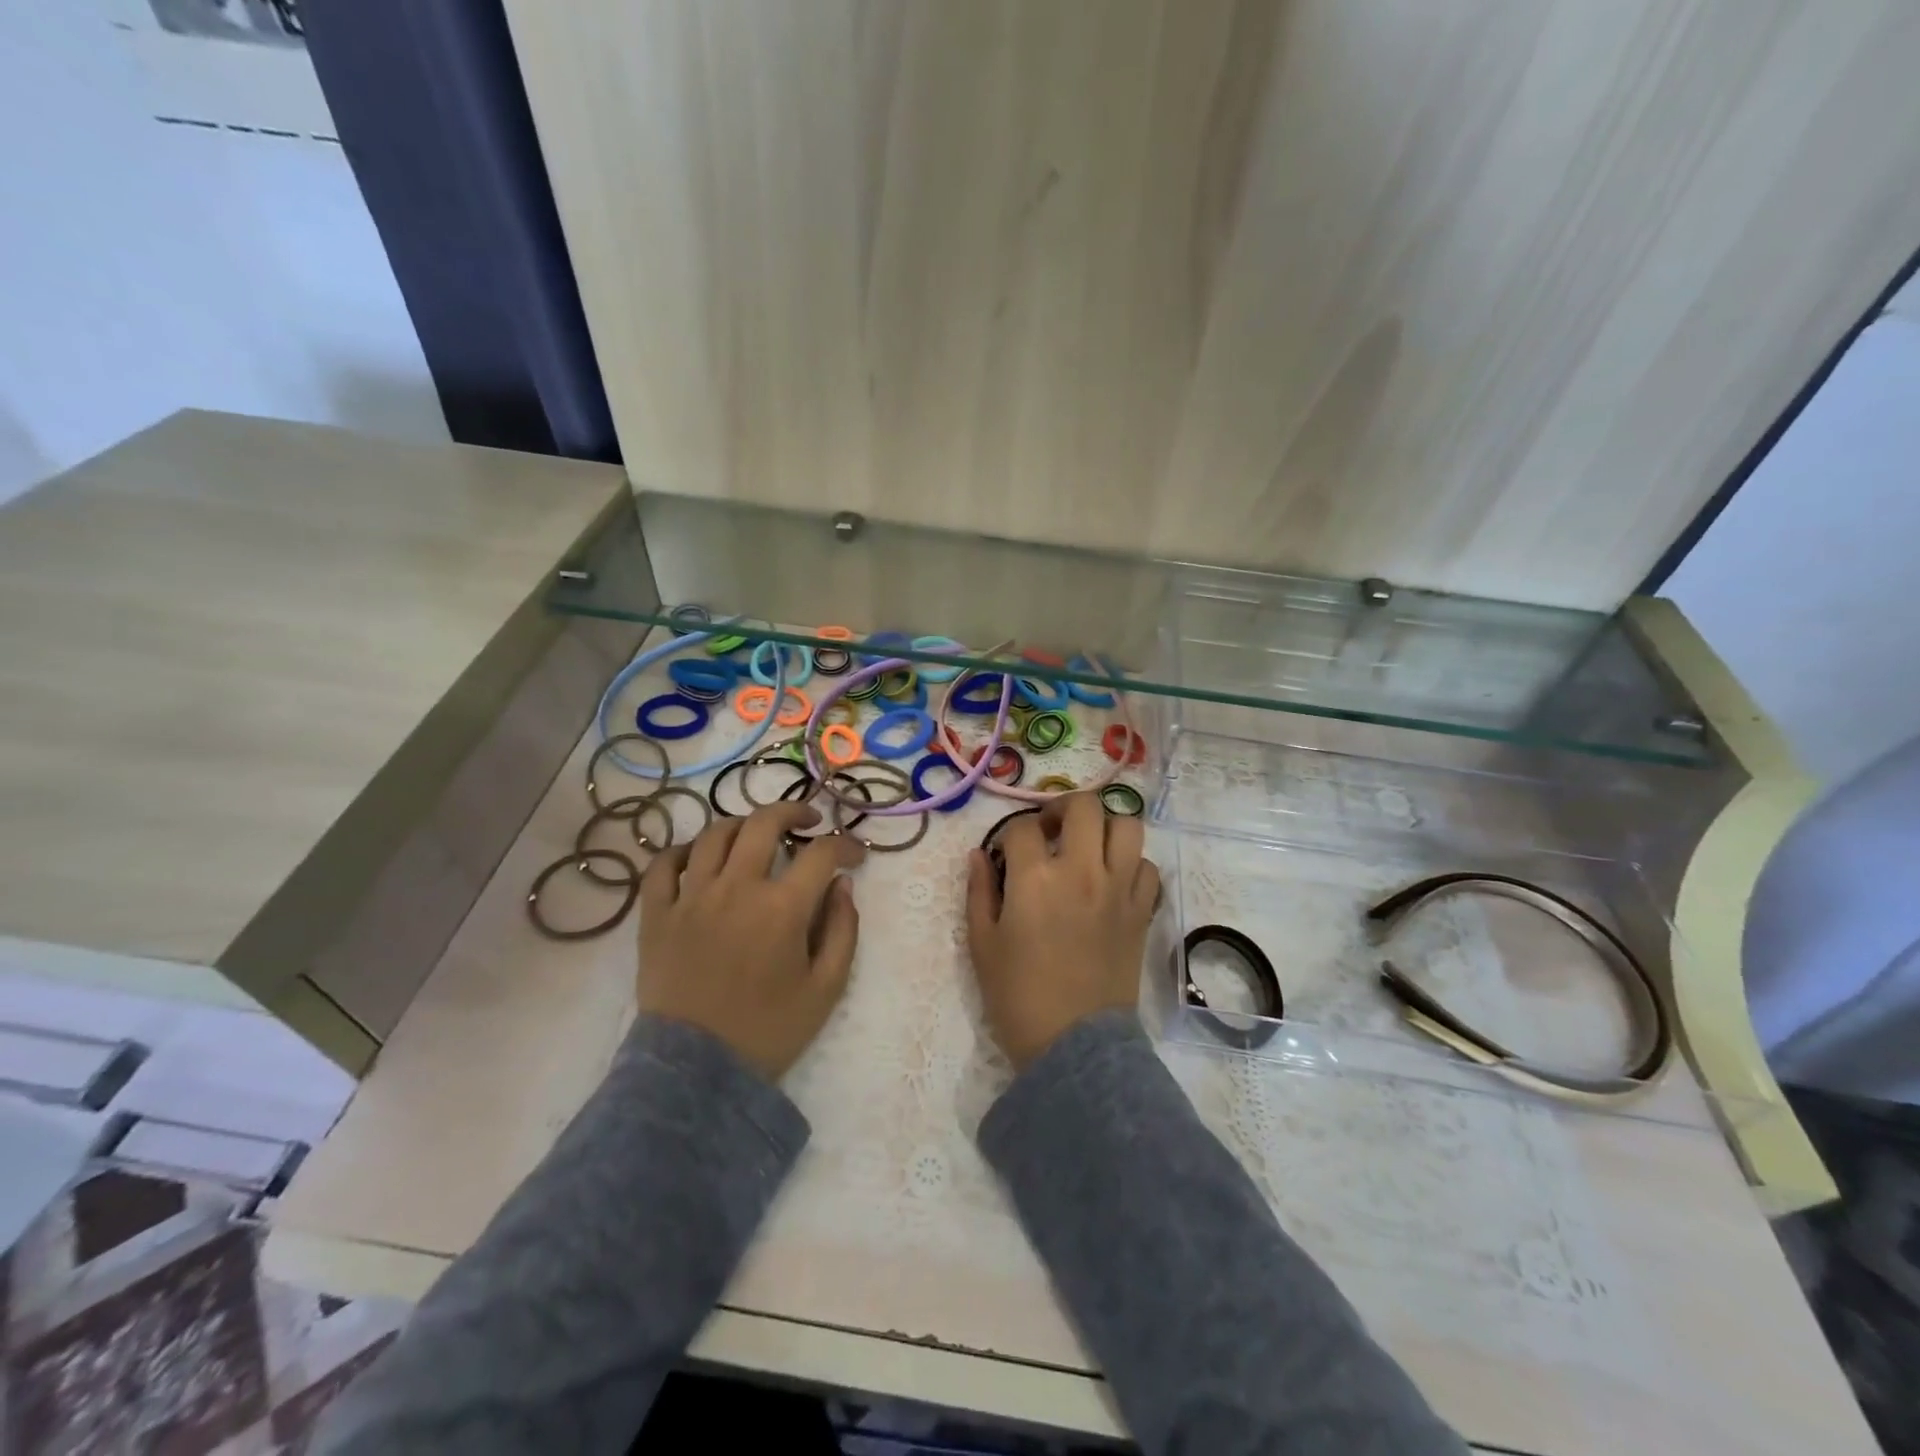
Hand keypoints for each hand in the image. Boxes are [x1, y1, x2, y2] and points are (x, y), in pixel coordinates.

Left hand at [638, 803, 864, 1080]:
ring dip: (742, 825)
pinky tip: (697, 856)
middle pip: (763, 823)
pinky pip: (662, 866)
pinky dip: (681, 851)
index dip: (845, 845)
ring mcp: (690, 898)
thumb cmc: (768, 1030)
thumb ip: (843, 930)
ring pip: (713, 835)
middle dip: (793, 811)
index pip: (821, 853)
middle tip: (808, 821)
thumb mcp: (827, 988)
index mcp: (781, 908)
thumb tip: (842, 886)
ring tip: (756, 833)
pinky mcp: (656, 915)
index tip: (855, 856)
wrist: (696, 1073)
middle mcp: (735, 889)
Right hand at [965, 792, 1160, 1070]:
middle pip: (1085, 806)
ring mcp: (1119, 889)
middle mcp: (1082, 871)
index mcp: (1036, 878)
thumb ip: (979, 891)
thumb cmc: (1018, 996)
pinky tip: (1114, 881)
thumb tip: (978, 855)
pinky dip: (1132, 865)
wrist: (1074, 1045)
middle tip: (1051, 832)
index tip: (1006, 855)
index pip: (1023, 828)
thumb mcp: (982, 944)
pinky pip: (1148, 868)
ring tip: (1089, 848)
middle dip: (1062, 809)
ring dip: (1105, 828)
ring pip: (1127, 826)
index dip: (1009, 835)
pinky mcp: (1142, 911)